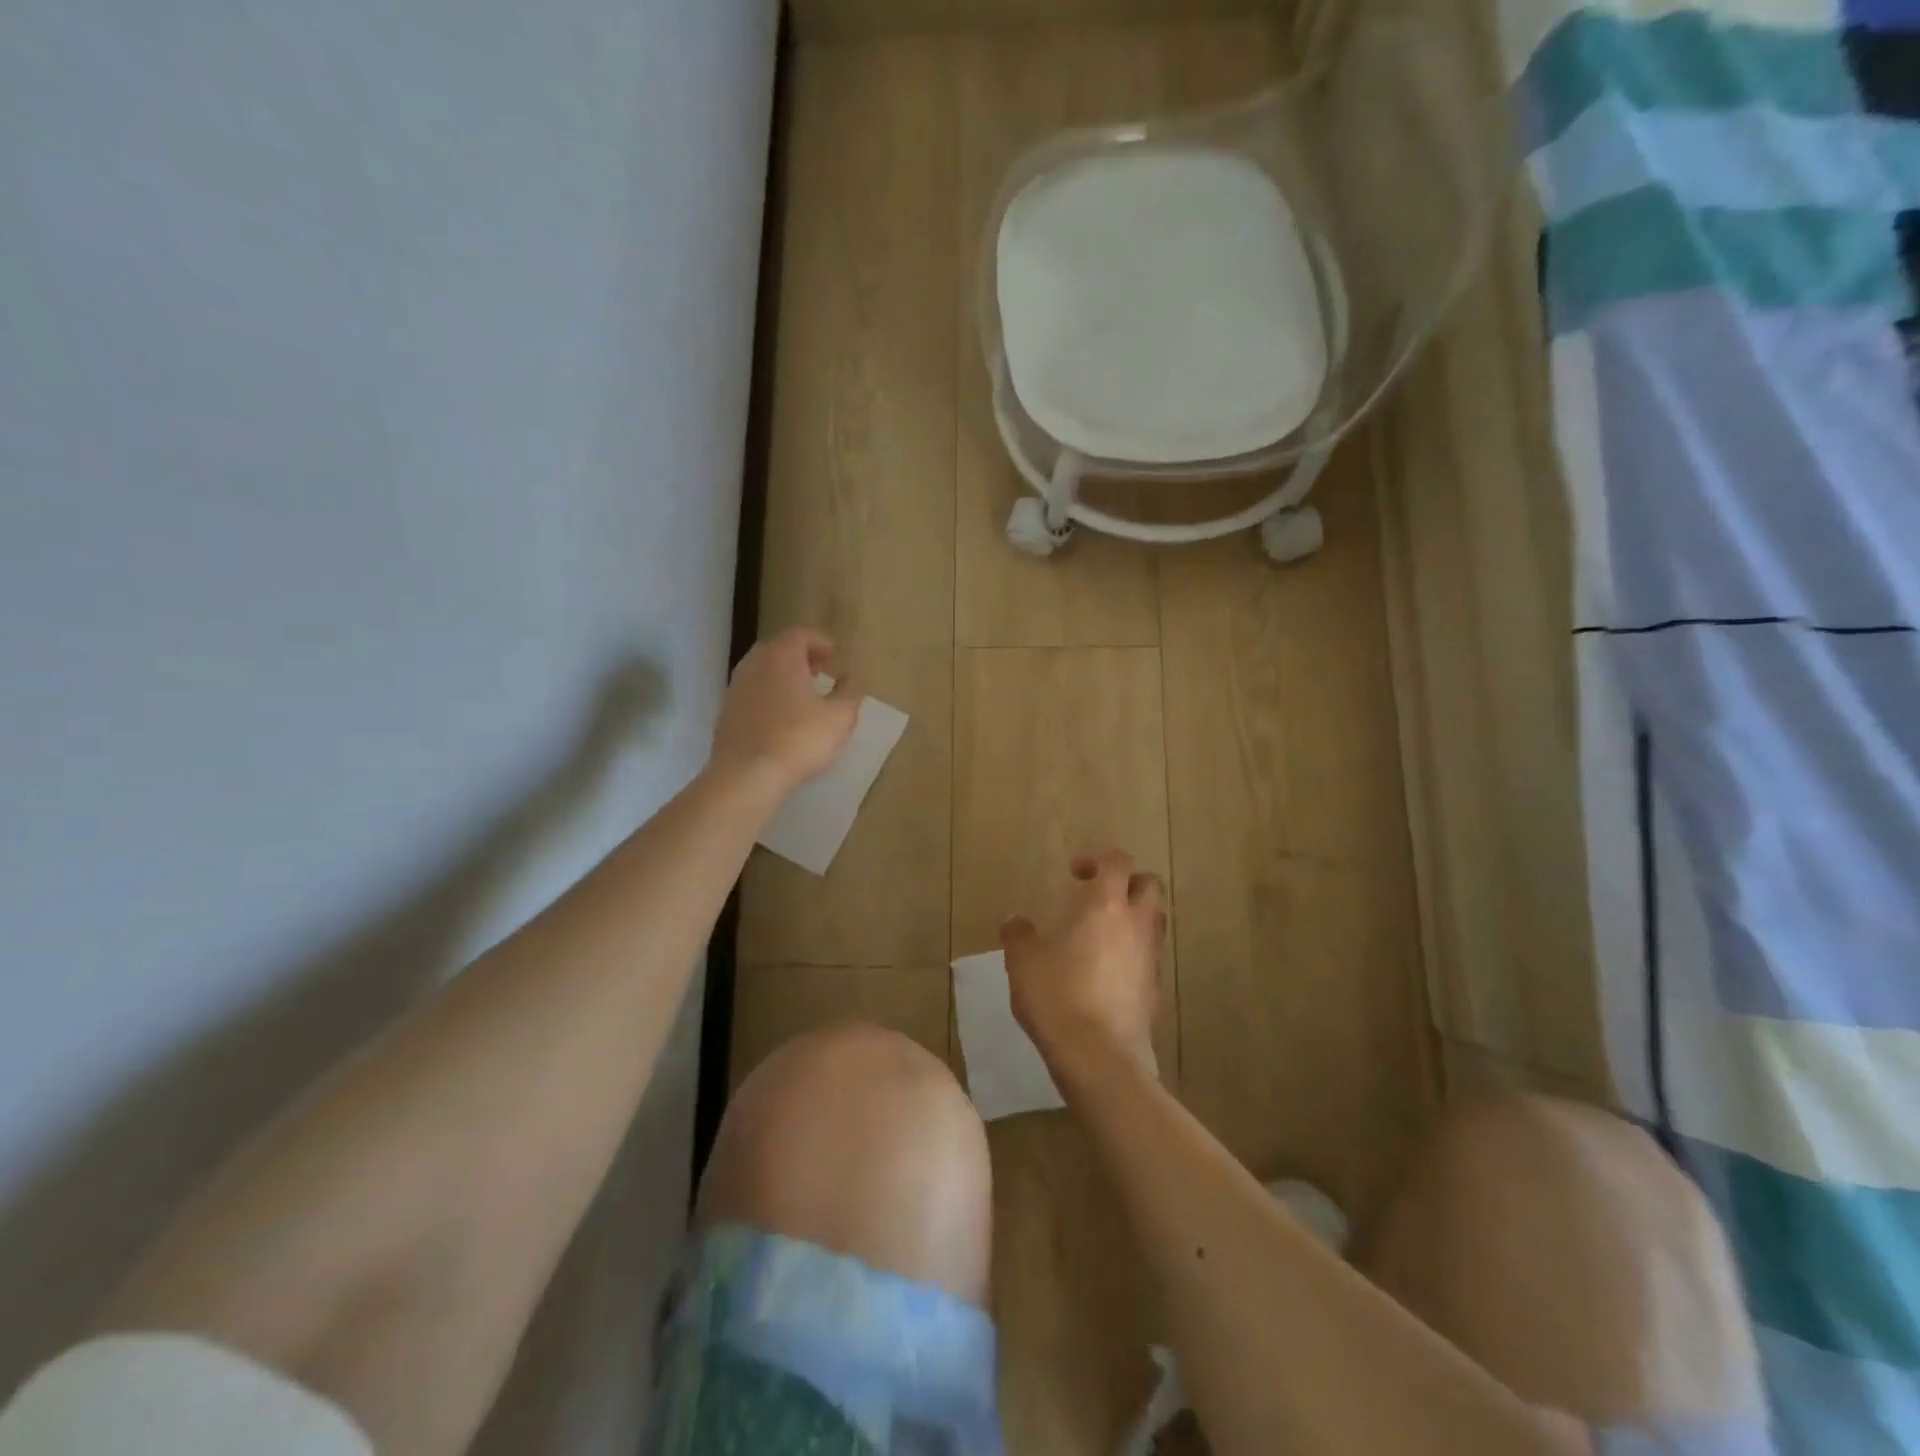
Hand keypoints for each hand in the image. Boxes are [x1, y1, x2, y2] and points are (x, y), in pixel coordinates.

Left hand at [711, 627, 859, 793]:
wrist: (747, 776)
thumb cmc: (799, 740)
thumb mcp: (840, 717)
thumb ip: (850, 692)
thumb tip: (851, 677)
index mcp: (781, 657)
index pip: (800, 634)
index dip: (820, 642)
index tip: (835, 658)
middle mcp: (754, 665)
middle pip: (778, 649)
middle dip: (800, 657)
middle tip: (819, 673)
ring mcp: (735, 689)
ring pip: (762, 671)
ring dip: (782, 678)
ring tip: (802, 698)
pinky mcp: (726, 713)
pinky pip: (751, 694)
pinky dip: (768, 697)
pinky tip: (781, 720)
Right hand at [1000, 847, 1167, 1075]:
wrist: (1098, 1056)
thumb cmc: (1058, 996)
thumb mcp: (1023, 962)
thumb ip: (1019, 935)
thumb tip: (1014, 920)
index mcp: (1107, 907)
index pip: (1118, 862)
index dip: (1098, 858)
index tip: (1075, 871)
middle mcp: (1137, 925)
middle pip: (1150, 886)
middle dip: (1128, 882)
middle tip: (1098, 894)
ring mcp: (1151, 959)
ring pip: (1155, 921)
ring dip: (1134, 916)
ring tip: (1102, 932)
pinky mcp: (1156, 990)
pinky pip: (1149, 957)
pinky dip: (1133, 952)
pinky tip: (1107, 971)